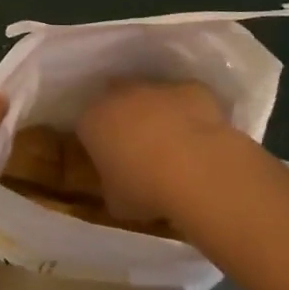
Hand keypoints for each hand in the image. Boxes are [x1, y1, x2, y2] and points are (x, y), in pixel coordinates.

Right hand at [76, 79, 232, 223]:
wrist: (196, 169)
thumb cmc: (145, 189)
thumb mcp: (117, 202)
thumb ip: (111, 186)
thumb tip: (118, 185)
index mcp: (93, 121)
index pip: (87, 128)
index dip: (99, 145)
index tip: (112, 164)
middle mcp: (119, 95)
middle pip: (116, 101)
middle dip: (124, 119)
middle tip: (140, 149)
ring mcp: (156, 87)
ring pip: (151, 96)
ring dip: (157, 113)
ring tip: (174, 145)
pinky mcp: (190, 88)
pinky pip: (186, 99)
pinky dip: (190, 113)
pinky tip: (201, 138)